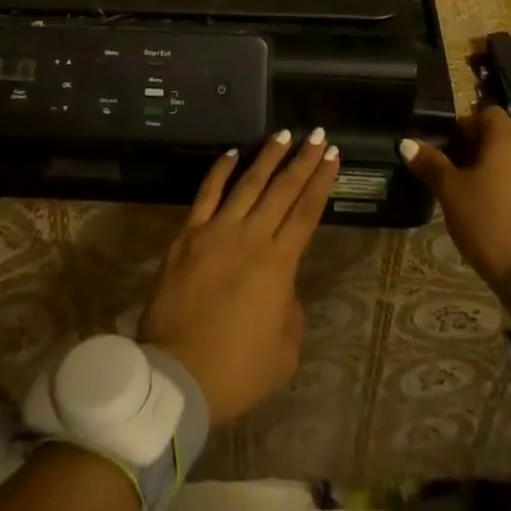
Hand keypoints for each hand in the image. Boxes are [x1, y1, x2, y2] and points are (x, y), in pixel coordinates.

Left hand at [139, 130, 339, 426]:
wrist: (177, 375)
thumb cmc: (236, 371)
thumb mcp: (283, 353)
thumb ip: (290, 312)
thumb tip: (282, 288)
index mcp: (278, 264)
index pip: (306, 212)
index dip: (321, 182)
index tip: (333, 156)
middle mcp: (251, 236)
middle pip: (282, 190)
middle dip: (303, 160)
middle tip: (318, 135)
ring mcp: (216, 230)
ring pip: (248, 182)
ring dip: (268, 157)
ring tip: (284, 134)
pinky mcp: (188, 234)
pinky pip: (207, 194)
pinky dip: (220, 171)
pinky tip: (233, 153)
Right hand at [400, 108, 510, 294]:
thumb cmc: (486, 219)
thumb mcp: (450, 191)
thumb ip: (430, 163)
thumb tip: (406, 142)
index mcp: (505, 142)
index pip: (488, 114)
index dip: (466, 122)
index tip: (447, 142)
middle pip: (499, 139)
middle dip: (474, 148)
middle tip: (448, 167)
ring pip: (509, 164)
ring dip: (488, 171)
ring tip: (463, 191)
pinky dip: (502, 190)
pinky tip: (484, 212)